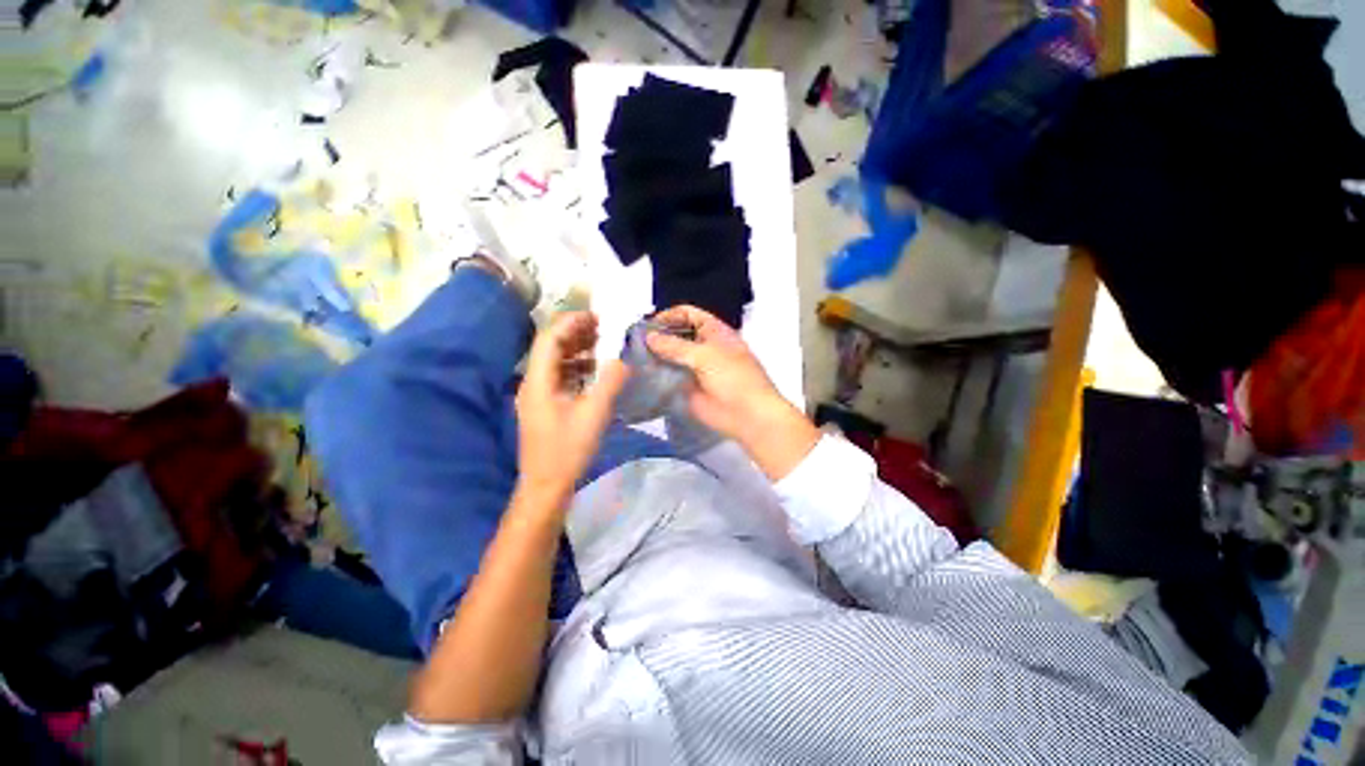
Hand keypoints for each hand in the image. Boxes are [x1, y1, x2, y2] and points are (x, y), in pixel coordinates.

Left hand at [516, 312, 629, 500]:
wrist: (546, 486)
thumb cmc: (568, 450)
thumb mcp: (594, 414)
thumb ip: (610, 382)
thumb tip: (623, 360)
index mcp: (538, 381)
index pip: (549, 338)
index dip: (571, 322)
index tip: (597, 317)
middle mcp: (533, 383)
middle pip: (550, 347)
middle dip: (576, 333)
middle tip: (604, 328)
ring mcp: (537, 395)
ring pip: (556, 362)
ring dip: (578, 350)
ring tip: (603, 346)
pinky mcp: (545, 406)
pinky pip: (560, 377)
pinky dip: (578, 368)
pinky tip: (596, 372)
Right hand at [647, 305, 818, 479]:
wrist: (748, 416)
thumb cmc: (733, 378)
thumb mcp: (705, 356)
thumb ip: (676, 346)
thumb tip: (649, 338)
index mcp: (714, 332)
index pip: (688, 314)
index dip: (669, 316)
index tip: (648, 326)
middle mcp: (703, 347)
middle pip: (677, 335)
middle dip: (659, 336)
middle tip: (634, 343)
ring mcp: (695, 368)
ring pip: (671, 357)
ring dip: (655, 356)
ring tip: (633, 359)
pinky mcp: (688, 388)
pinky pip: (670, 377)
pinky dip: (657, 376)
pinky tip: (641, 376)